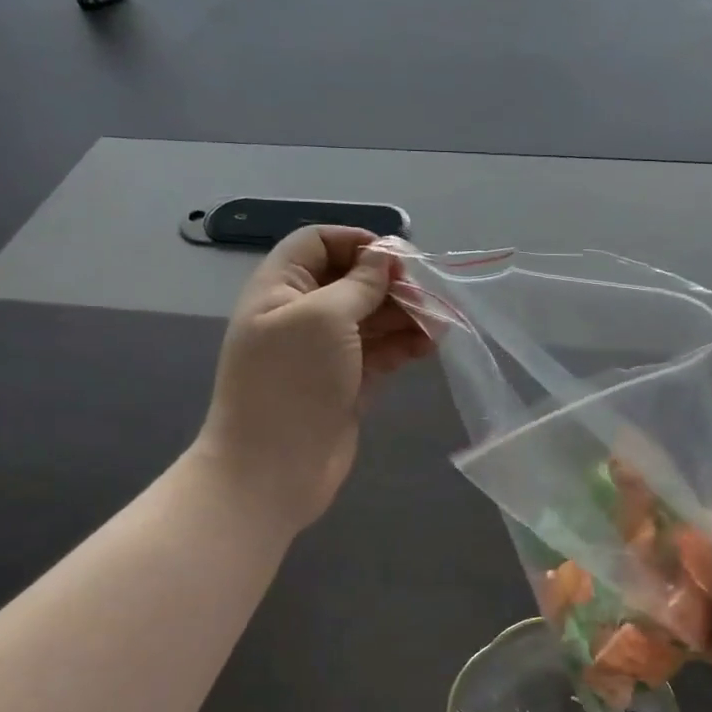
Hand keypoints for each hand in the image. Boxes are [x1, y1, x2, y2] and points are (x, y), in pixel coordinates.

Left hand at [196, 226, 432, 532]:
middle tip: (428, 293)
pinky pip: (380, 353)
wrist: (272, 469)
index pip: (318, 243)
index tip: (398, 257)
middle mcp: (301, 314)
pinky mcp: (347, 383)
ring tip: (440, 322)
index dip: (357, 242)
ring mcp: (325, 352)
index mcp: (280, 288)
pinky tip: (430, 345)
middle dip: (390, 282)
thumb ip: (359, 284)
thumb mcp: (323, 318)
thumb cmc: (290, 382)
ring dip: (405, 314)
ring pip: (371, 318)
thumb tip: (384, 256)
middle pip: (351, 280)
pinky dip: (405, 345)